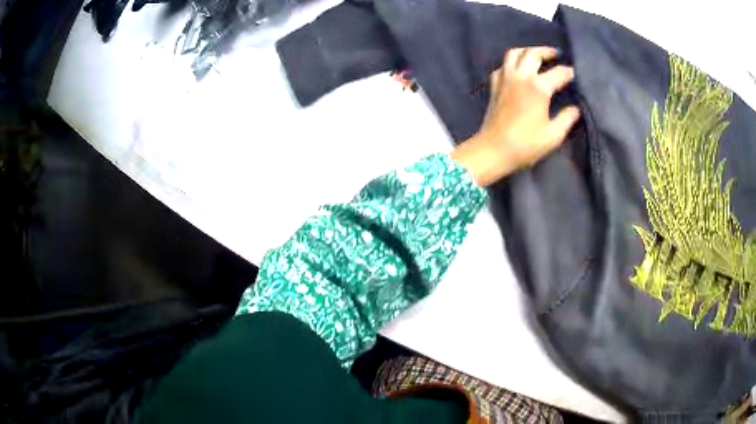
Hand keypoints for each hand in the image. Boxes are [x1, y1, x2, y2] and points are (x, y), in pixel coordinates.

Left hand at [451, 46, 580, 186]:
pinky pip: (502, 65)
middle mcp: (521, 76)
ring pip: (514, 53)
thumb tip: (576, 109)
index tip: (574, 74)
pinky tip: (517, 69)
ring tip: (536, 56)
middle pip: (532, 53)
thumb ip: (567, 119)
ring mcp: (504, 78)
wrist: (493, 149)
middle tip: (555, 55)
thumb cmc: (526, 144)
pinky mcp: (494, 85)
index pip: (557, 73)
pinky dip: (511, 62)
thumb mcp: (553, 135)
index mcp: (538, 87)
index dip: (568, 72)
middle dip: (546, 51)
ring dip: (527, 51)